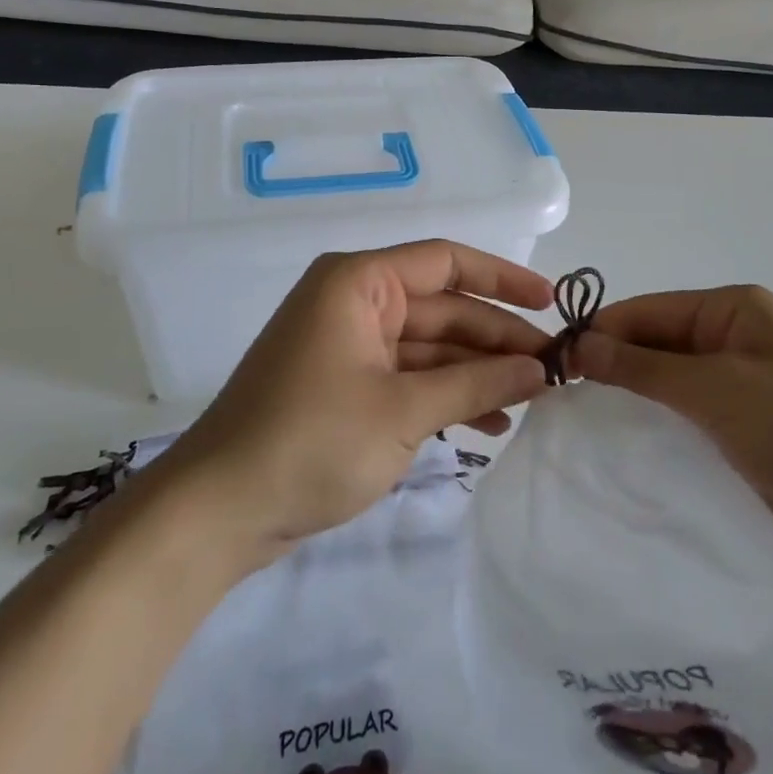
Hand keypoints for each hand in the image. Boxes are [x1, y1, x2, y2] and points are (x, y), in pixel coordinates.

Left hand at [155, 240, 551, 568]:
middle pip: (442, 308)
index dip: (502, 278)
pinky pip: (408, 377)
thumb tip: (539, 370)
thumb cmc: (312, 441)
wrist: (219, 511)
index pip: (445, 261)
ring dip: (476, 371)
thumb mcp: (404, 410)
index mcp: (358, 282)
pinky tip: (488, 423)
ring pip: (429, 346)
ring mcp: (348, 345)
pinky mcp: (345, 386)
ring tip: (531, 400)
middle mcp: (353, 302)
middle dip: (496, 338)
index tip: (551, 303)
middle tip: (554, 368)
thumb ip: (476, 383)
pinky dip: (445, 396)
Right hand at [571, 285, 772, 607]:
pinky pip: (688, 427)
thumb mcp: (718, 389)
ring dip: (633, 407)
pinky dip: (658, 436)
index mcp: (734, 310)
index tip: (552, 368)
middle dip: (612, 372)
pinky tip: (623, 457)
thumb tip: (578, 345)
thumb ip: (643, 368)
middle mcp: (735, 342)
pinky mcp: (747, 439)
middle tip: (560, 406)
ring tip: (582, 433)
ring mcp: (742, 393)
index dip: (600, 334)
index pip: (647, 311)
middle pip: (655, 347)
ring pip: (668, 391)